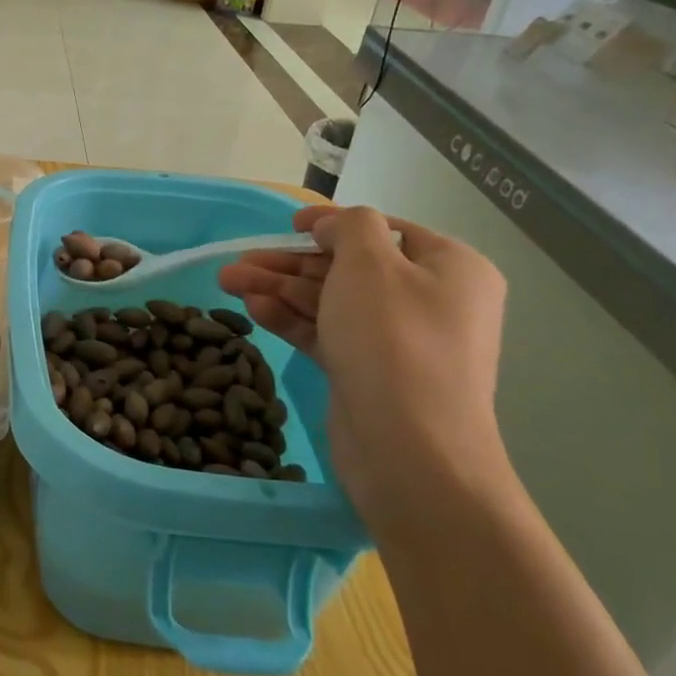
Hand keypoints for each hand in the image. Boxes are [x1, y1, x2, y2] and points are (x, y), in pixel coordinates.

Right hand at [217, 205, 512, 524]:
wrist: (410, 451)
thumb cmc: (394, 341)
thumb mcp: (371, 264)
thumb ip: (351, 227)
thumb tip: (336, 226)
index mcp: (449, 267)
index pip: (383, 231)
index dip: (332, 224)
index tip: (287, 227)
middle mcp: (428, 300)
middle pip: (347, 268)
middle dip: (288, 263)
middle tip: (237, 263)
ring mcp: (398, 340)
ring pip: (330, 302)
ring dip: (279, 289)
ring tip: (226, 282)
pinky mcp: (369, 372)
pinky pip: (327, 333)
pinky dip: (291, 318)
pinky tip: (253, 308)